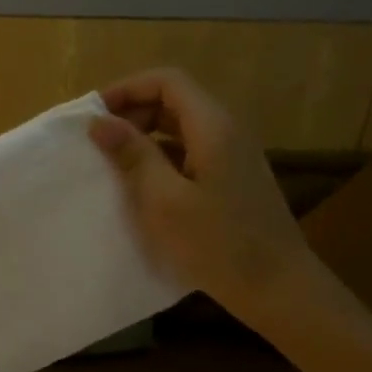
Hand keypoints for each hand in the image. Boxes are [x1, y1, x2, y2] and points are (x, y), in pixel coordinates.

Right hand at [89, 67, 325, 330]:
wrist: (278, 289)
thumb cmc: (217, 243)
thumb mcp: (163, 199)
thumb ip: (132, 155)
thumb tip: (100, 122)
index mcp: (213, 127)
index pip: (167, 82)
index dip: (127, 89)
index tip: (93, 115)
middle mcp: (226, 132)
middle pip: (173, 101)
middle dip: (131, 112)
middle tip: (96, 140)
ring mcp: (231, 157)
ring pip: (179, 127)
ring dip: (142, 136)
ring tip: (109, 161)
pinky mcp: (230, 180)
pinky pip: (188, 152)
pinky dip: (158, 157)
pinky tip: (138, 184)